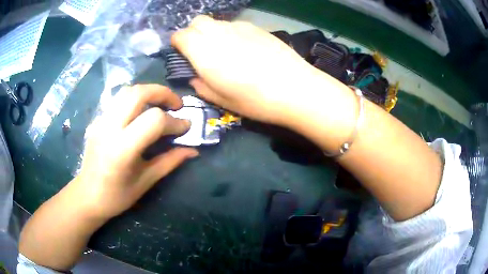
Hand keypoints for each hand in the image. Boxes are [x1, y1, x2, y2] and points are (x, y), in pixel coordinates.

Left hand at [76, 84, 198, 218]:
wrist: (87, 195)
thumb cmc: (117, 196)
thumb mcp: (146, 182)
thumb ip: (169, 162)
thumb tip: (193, 151)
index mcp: (122, 149)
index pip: (154, 121)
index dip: (175, 122)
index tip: (186, 128)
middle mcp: (110, 128)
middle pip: (138, 93)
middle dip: (162, 93)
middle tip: (176, 104)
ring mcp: (101, 121)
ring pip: (127, 91)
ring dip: (148, 92)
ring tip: (160, 104)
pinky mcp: (98, 120)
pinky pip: (118, 100)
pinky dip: (135, 99)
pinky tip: (141, 112)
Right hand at [172, 16, 332, 125]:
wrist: (296, 88)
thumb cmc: (256, 101)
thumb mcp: (222, 101)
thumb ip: (202, 87)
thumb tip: (195, 77)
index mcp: (205, 53)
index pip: (181, 35)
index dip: (177, 42)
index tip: (181, 53)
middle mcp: (219, 34)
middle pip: (197, 22)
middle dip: (192, 33)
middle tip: (199, 50)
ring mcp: (239, 27)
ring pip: (216, 22)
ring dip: (211, 32)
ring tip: (223, 50)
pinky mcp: (257, 28)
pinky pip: (234, 24)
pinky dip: (229, 32)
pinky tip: (243, 48)